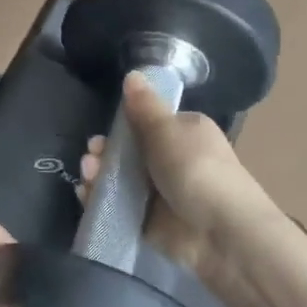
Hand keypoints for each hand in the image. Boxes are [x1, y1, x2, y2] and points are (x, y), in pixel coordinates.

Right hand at [80, 72, 280, 306]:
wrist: (219, 232)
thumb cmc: (196, 169)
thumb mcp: (168, 130)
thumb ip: (144, 106)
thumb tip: (132, 74)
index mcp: (183, 133)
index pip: (147, 123)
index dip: (123, 125)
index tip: (105, 129)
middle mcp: (172, 160)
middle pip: (128, 152)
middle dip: (105, 152)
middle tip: (92, 156)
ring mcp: (159, 192)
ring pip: (119, 178)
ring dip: (99, 174)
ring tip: (89, 175)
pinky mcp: (147, 220)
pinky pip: (117, 205)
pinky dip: (100, 200)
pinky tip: (87, 195)